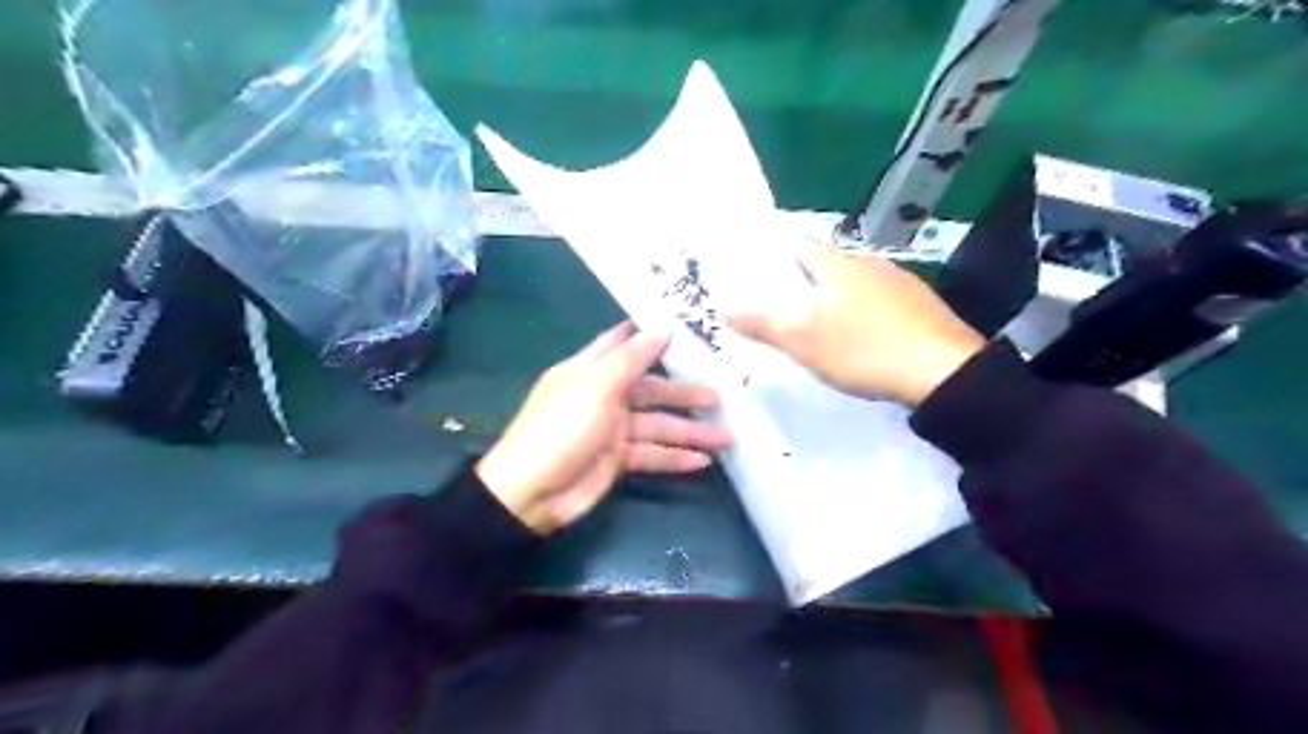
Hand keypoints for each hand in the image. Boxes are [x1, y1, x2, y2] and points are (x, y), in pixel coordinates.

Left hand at [480, 325, 729, 535]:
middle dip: (685, 393)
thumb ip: (630, 359)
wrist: (531, 493)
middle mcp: (603, 395)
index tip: (685, 329)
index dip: (650, 335)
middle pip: (652, 389)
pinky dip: (676, 458)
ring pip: (659, 426)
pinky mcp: (618, 460)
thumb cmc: (561, 429)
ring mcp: (612, 430)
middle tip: (722, 395)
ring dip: (691, 432)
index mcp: (590, 370)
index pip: (622, 344)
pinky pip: (652, 455)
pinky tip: (703, 461)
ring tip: (728, 437)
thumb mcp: (595, 387)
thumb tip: (662, 330)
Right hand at [726, 247, 979, 407]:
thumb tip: (724, 308)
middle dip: (810, 287)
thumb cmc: (862, 349)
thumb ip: (763, 323)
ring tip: (830, 332)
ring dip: (842, 301)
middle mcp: (871, 263)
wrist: (942, 371)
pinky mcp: (925, 306)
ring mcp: (903, 282)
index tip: (767, 285)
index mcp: (838, 266)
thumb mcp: (802, 340)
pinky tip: (870, 341)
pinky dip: (871, 315)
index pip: (801, 249)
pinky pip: (885, 303)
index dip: (780, 263)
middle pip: (830, 268)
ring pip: (860, 285)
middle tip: (793, 316)